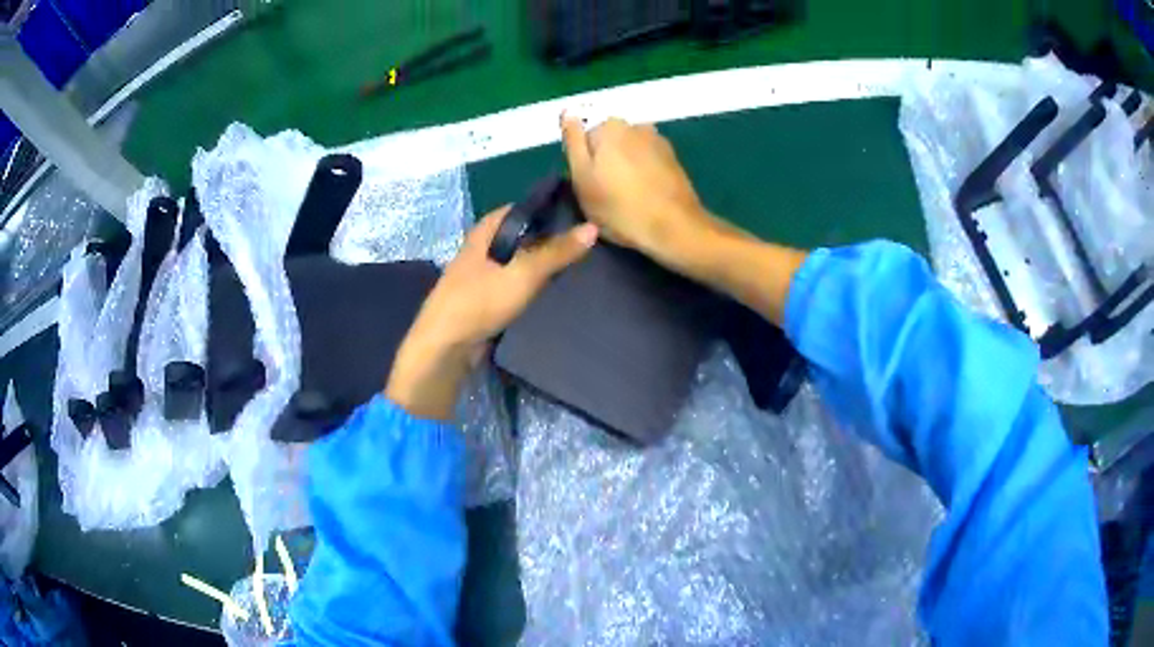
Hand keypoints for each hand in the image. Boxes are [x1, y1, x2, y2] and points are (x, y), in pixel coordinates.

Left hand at [385, 207, 598, 420]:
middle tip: (583, 239)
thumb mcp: (523, 273)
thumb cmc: (480, 301)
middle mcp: (481, 248)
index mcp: (485, 232)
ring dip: (539, 262)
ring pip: (517, 260)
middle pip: (520, 235)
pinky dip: (531, 283)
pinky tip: (552, 289)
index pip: (520, 209)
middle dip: (547, 236)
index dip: (547, 208)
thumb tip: (592, 227)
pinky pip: (513, 283)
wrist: (446, 347)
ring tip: (575, 262)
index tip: (577, 211)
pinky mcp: (484, 299)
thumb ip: (557, 252)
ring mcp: (481, 275)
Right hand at [561, 116, 722, 266]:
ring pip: (629, 151)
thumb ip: (573, 141)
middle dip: (605, 162)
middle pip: (608, 141)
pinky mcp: (673, 158)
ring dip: (625, 168)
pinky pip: (647, 161)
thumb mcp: (582, 178)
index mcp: (609, 126)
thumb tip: (567, 111)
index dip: (583, 163)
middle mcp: (635, 125)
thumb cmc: (620, 208)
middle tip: (606, 195)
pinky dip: (643, 173)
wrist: (675, 228)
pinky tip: (645, 196)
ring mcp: (658, 140)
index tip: (588, 186)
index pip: (584, 137)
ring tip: (627, 198)